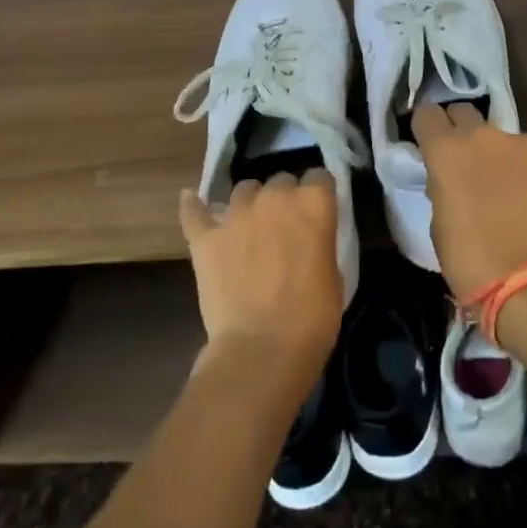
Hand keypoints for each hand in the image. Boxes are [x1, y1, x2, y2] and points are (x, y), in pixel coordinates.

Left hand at [178, 171, 342, 377]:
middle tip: (285, 227)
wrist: (262, 349)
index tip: (317, 212)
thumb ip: (319, 241)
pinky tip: (192, 202)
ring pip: (243, 190)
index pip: (319, 177)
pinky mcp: (205, 237)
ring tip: (249, 226)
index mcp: (312, 203)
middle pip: (280, 180)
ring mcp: (235, 214)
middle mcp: (274, 197)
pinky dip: (194, 207)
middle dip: (284, 199)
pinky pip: (194, 211)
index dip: (318, 194)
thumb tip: (308, 238)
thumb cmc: (312, 318)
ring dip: (249, 204)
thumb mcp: (334, 274)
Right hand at [411, 103, 526, 300]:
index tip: (429, 145)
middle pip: (465, 113)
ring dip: (500, 155)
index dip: (426, 128)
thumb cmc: (471, 262)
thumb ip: (442, 185)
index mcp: (447, 150)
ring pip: (505, 138)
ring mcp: (526, 145)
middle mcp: (485, 136)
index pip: (426, 113)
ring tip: (509, 191)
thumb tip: (450, 178)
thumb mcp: (438, 222)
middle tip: (466, 164)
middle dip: (461, 132)